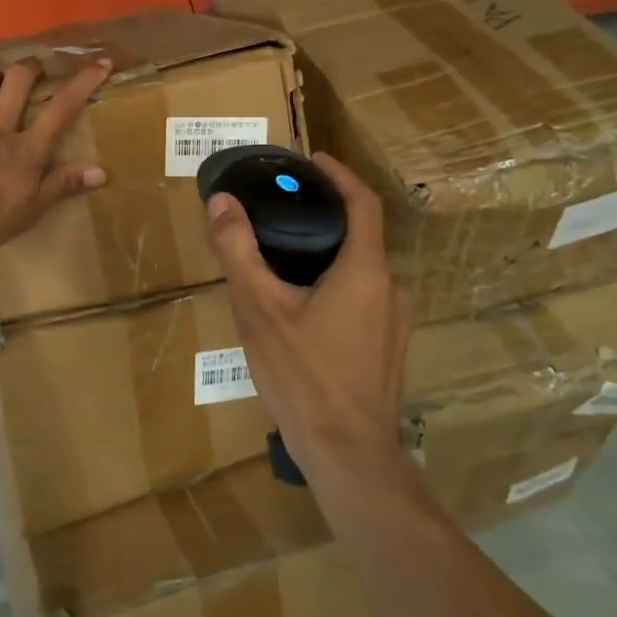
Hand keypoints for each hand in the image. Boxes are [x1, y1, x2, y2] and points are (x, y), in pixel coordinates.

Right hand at [205, 152, 405, 476]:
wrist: (348, 455)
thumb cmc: (303, 375)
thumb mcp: (259, 308)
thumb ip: (239, 250)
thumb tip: (222, 201)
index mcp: (366, 270)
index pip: (363, 202)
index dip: (340, 174)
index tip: (311, 160)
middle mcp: (390, 288)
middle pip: (361, 234)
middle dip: (324, 214)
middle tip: (280, 208)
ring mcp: (394, 321)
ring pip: (361, 269)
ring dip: (328, 251)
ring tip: (282, 253)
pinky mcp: (388, 348)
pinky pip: (363, 296)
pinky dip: (335, 281)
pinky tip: (301, 303)